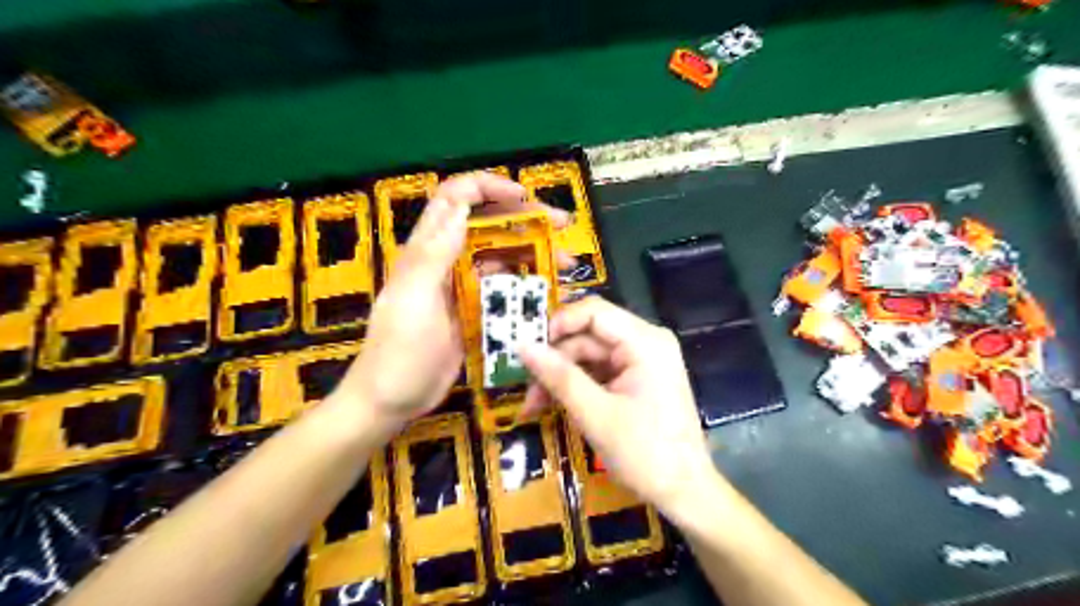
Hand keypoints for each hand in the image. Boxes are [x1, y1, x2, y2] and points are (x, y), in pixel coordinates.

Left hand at [336, 173, 572, 432]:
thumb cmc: (398, 351)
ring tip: (566, 263)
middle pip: (487, 224)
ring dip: (534, 253)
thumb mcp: (413, 299)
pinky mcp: (473, 312)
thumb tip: (459, 205)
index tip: (523, 198)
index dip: (487, 188)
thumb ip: (433, 253)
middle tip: (562, 226)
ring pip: (501, 257)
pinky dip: (527, 286)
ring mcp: (462, 288)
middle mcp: (447, 261)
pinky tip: (550, 293)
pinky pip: (504, 290)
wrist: (392, 400)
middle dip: (525, 218)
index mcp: (427, 250)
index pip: (455, 199)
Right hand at [521, 295, 719, 518]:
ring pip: (589, 356)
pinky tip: (553, 406)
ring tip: (533, 407)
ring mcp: (641, 362)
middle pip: (588, 337)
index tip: (528, 348)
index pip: (593, 312)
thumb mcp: (596, 414)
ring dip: (561, 378)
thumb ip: (559, 377)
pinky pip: (599, 373)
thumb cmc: (645, 453)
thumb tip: (523, 346)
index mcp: (644, 342)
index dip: (558, 324)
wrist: (685, 492)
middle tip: (526, 391)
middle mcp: (645, 343)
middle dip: (555, 362)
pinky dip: (576, 388)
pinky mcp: (636, 380)